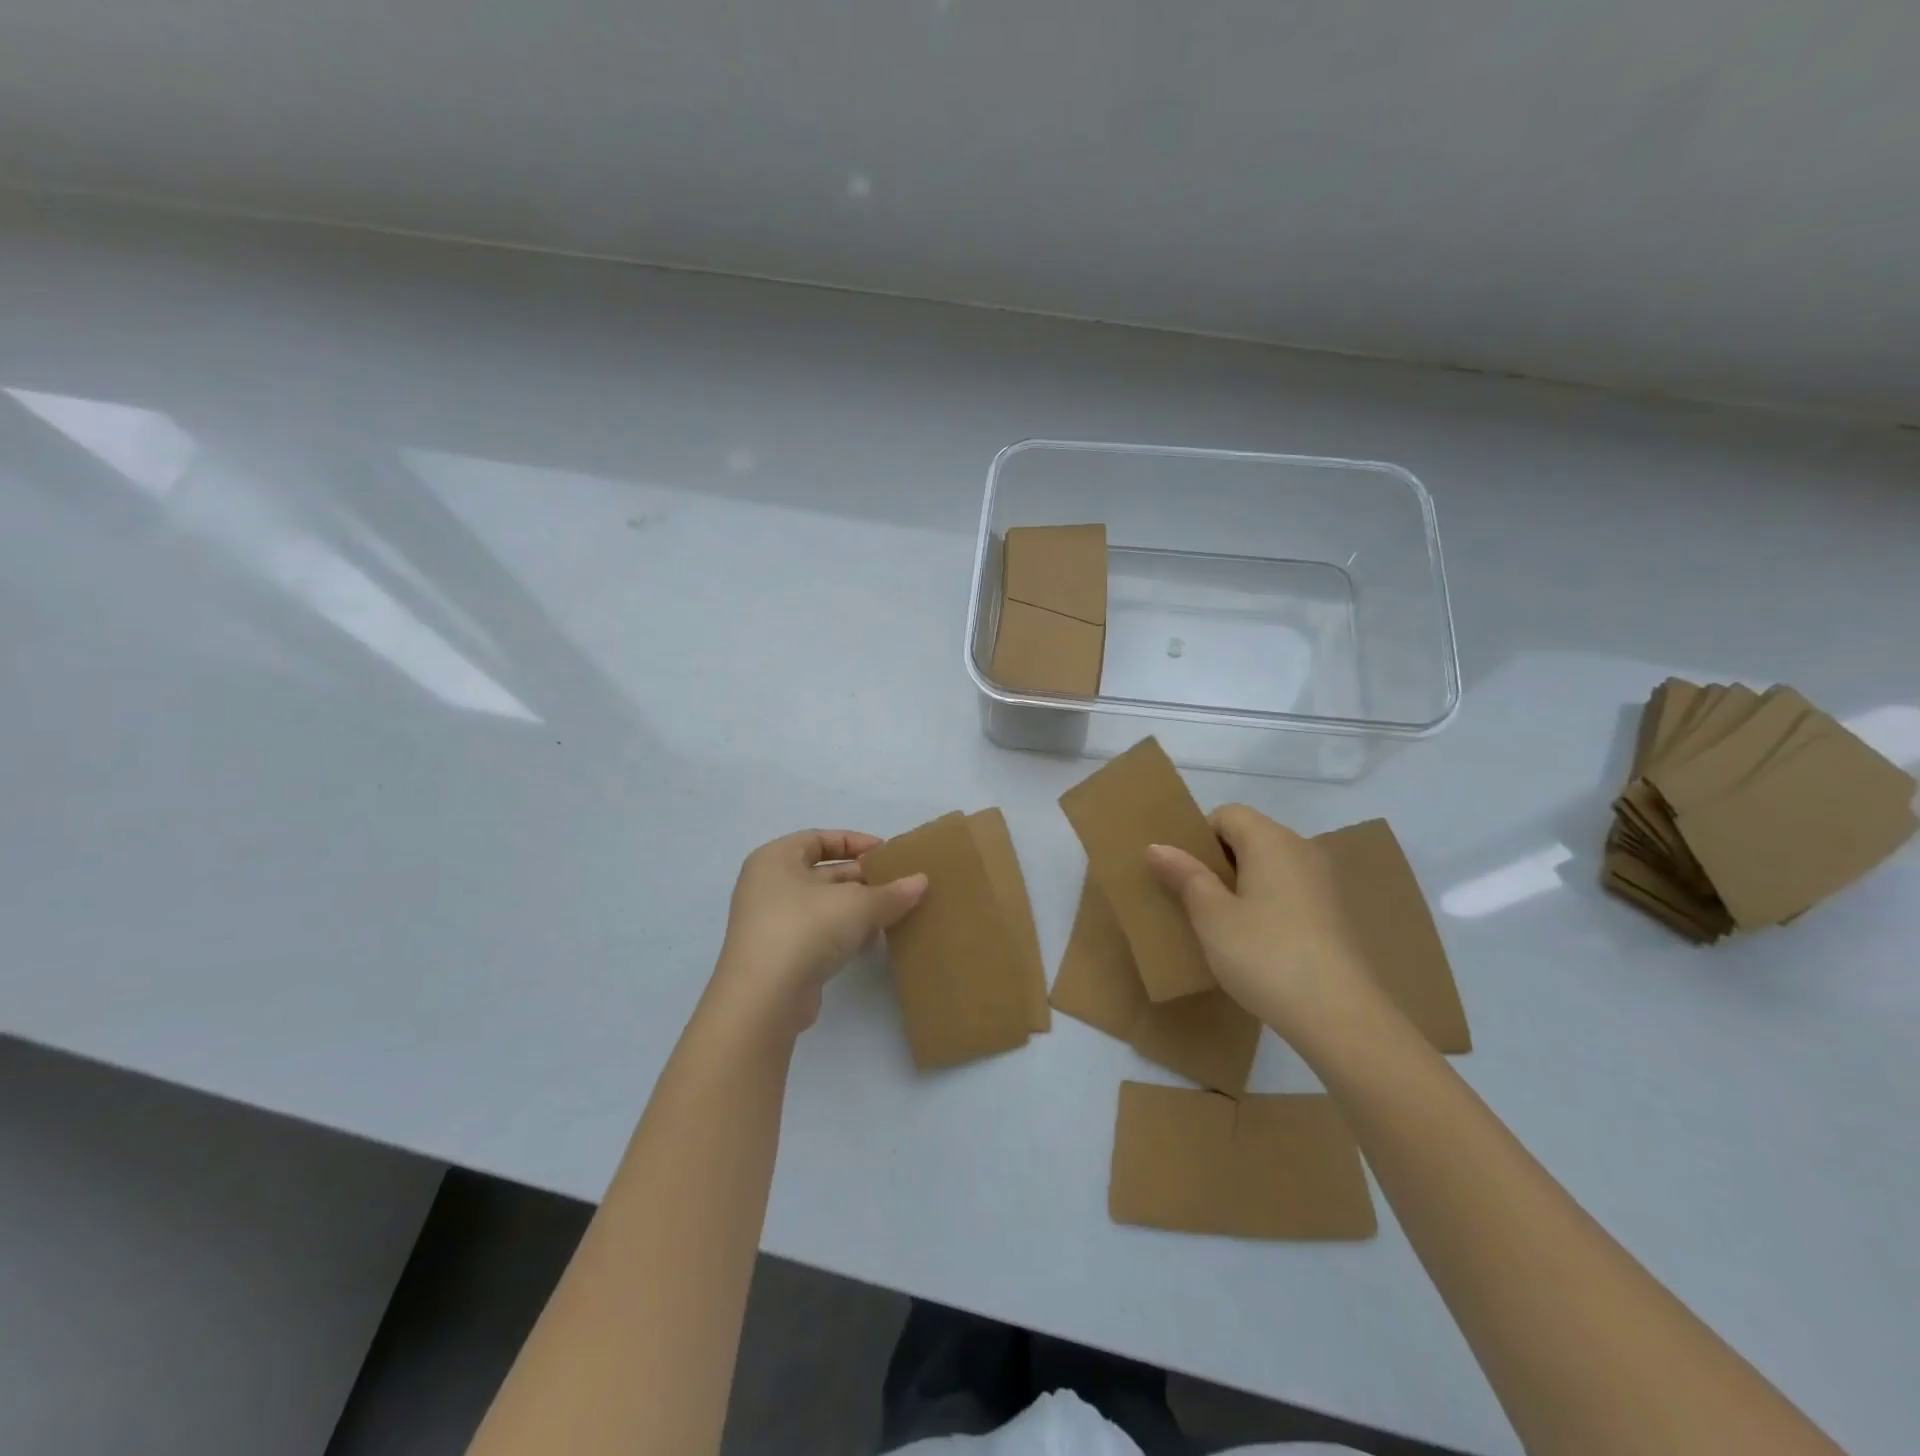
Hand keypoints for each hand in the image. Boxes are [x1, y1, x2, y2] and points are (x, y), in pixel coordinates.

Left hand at [711, 829, 926, 1036]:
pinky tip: (874, 941)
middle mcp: (768, 886)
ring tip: (895, 913)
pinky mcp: (781, 956)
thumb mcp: (857, 904)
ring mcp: (772, 923)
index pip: (818, 839)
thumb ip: (891, 892)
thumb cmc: (805, 929)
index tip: (887, 854)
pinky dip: (846, 934)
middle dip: (862, 879)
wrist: (765, 999)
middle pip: (823, 873)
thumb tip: (922, 881)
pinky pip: (819, 934)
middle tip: (898, 885)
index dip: (854, 842)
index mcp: (775, 859)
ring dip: (858, 909)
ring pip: (824, 906)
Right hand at [1146, 805, 1378, 1046]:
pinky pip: (1288, 891)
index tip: (1182, 873)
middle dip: (1217, 861)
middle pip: (1250, 837)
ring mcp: (1323, 882)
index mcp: (1271, 840)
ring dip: (1241, 884)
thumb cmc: (1265, 954)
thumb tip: (1157, 846)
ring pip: (1269, 866)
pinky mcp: (1334, 914)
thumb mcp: (1211, 916)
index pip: (1227, 814)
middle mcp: (1302, 850)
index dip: (1199, 836)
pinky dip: (1266, 903)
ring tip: (1219, 922)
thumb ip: (1185, 875)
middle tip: (1191, 898)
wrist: (1339, 1016)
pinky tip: (1254, 941)